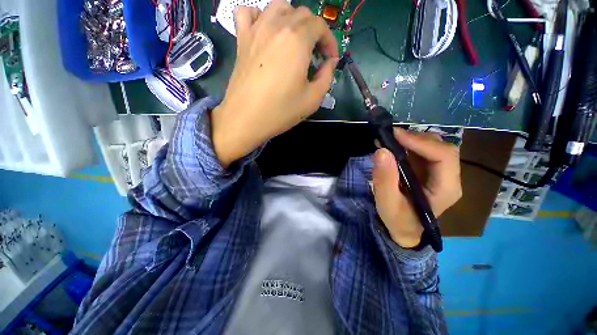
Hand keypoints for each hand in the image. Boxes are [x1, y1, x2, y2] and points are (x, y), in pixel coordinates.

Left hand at [211, 0, 338, 166]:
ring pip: (278, 7)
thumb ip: (326, 77)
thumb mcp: (312, 99)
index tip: (330, 60)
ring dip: (292, 19)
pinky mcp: (242, 39)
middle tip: (315, 55)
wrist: (246, 119)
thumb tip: (329, 63)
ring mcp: (256, 30)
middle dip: (315, 32)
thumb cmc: (280, 111)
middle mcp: (277, 26)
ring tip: (295, 40)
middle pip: (302, 14)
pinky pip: (249, 13)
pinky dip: (260, 16)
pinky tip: (266, 33)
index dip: (330, 42)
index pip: (320, 26)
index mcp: (297, 40)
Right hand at [372, 128, 461, 248]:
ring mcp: (439, 173)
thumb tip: (382, 151)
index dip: (421, 142)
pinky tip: (392, 145)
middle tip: (390, 136)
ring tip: (388, 139)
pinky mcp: (428, 171)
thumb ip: (385, 179)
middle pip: (441, 147)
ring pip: (432, 146)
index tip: (395, 136)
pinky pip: (422, 151)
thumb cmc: (398, 220)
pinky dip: (407, 144)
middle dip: (415, 138)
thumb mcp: (387, 203)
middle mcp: (448, 177)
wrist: (403, 228)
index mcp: (446, 188)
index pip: (444, 156)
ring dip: (411, 139)